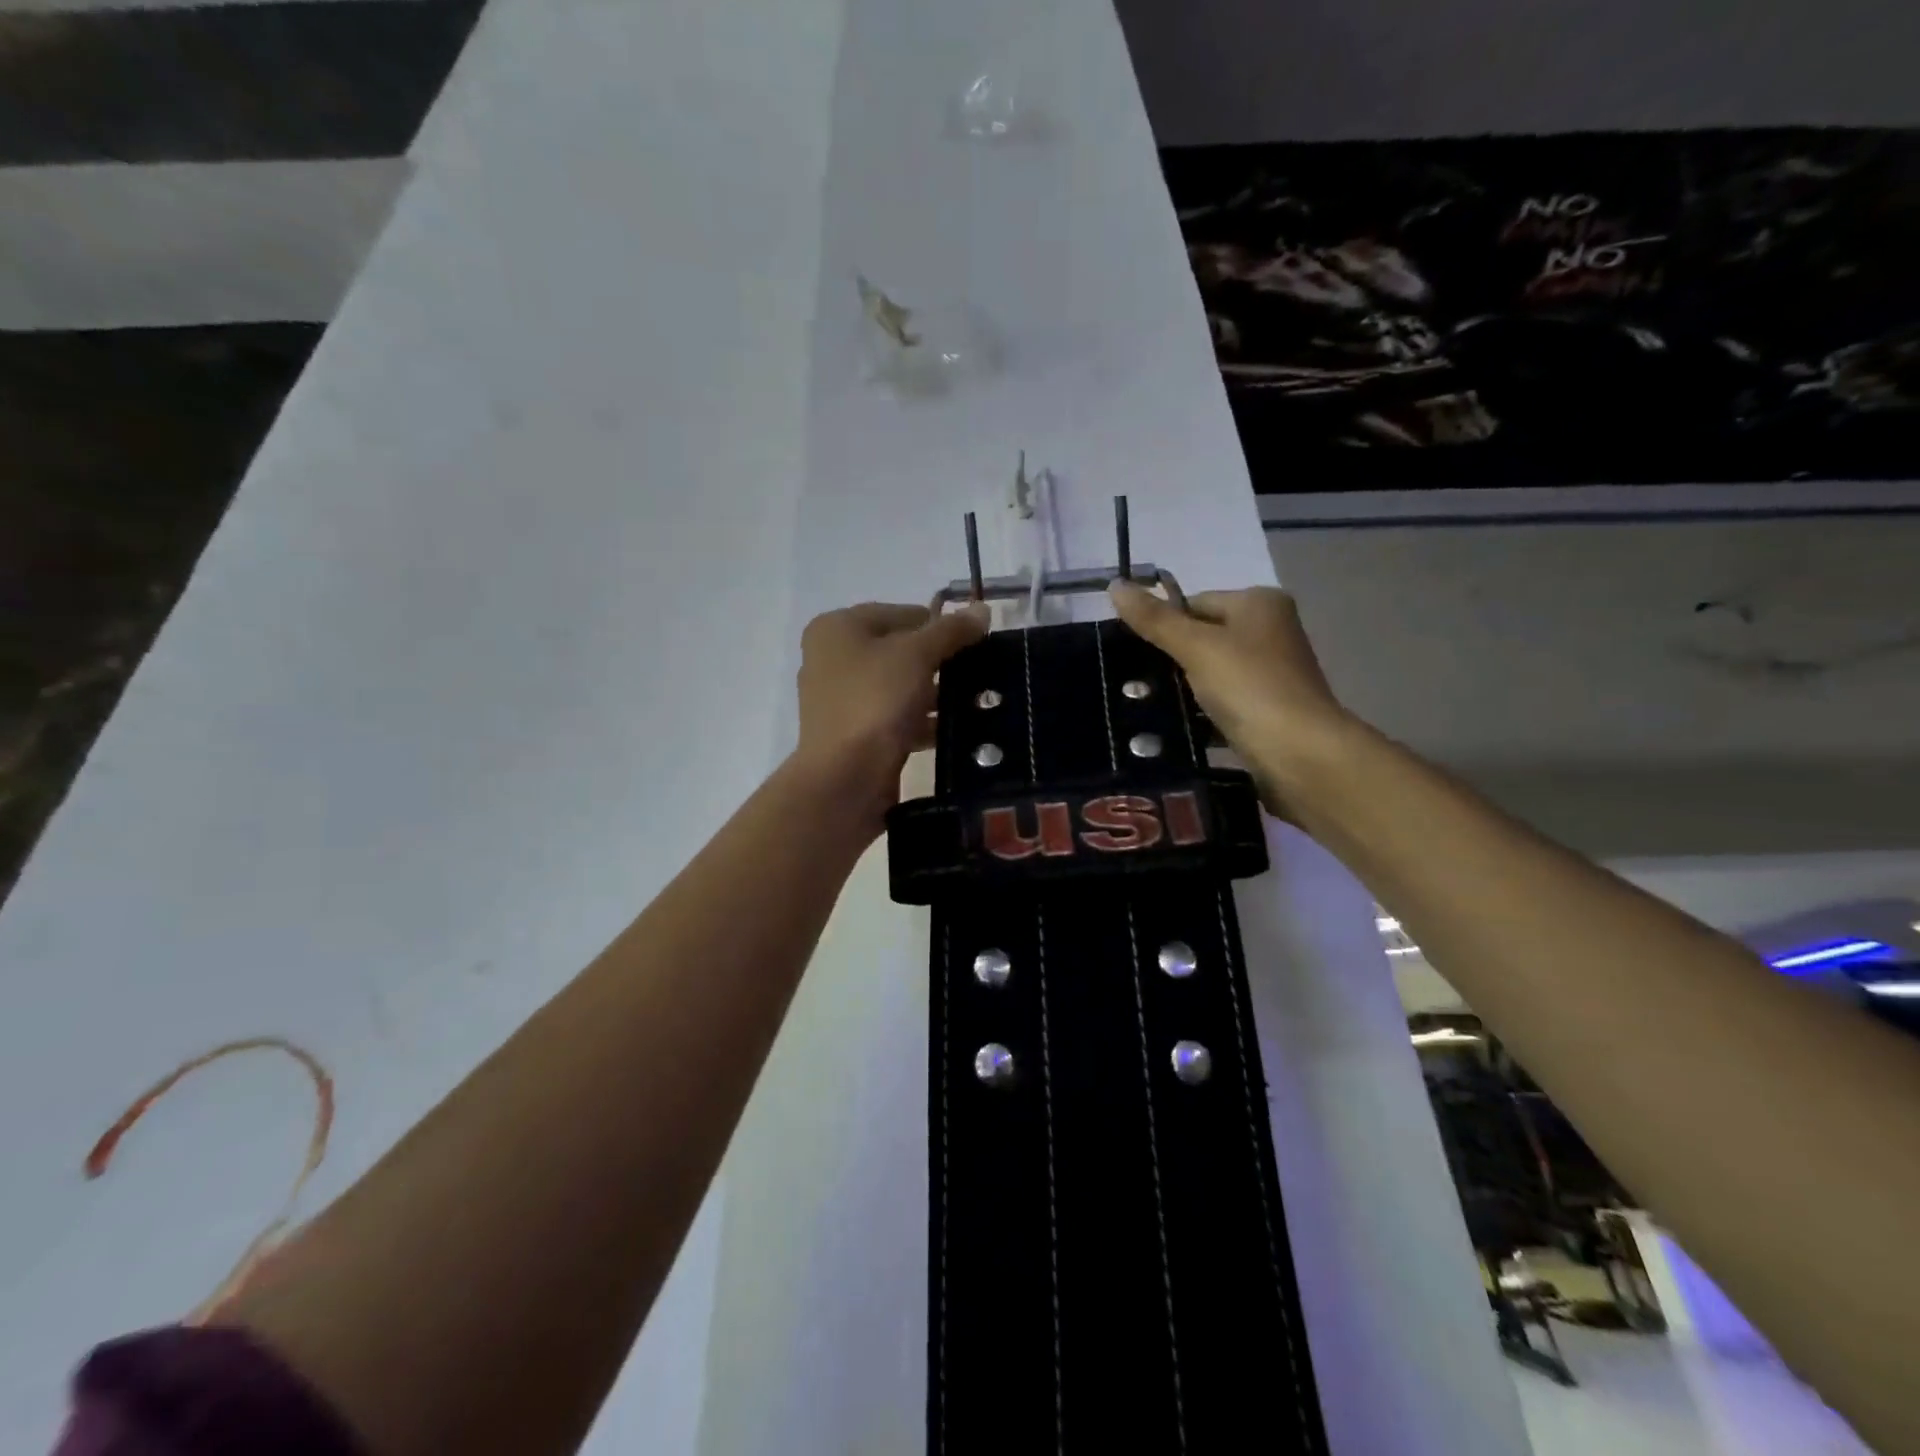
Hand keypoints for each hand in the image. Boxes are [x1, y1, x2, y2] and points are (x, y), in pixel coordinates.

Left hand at [793, 600, 990, 832]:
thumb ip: (951, 630)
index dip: (939, 625)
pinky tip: (955, 730)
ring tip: (975, 701)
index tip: (976, 644)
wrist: (845, 779)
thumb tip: (983, 609)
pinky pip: (894, 718)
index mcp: (838, 628)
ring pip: (898, 686)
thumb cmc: (875, 701)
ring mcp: (840, 699)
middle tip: (978, 673)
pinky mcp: (852, 734)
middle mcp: (832, 658)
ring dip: (933, 694)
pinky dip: (921, 721)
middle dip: (938, 662)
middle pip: (899, 650)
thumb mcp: (917, 655)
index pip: (901, 613)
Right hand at [1108, 581, 1353, 816]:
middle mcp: (1271, 630)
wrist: (1300, 755)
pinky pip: (1223, 701)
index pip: (1194, 602)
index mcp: (1260, 603)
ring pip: (1211, 671)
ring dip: (1184, 688)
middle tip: (1136, 681)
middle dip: (1172, 658)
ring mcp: (1272, 672)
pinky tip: (1177, 726)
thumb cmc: (1250, 687)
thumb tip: (1114, 584)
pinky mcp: (1268, 708)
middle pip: (1203, 636)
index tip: (1134, 653)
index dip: (1163, 625)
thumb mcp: (1196, 647)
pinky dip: (1202, 711)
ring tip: (1149, 706)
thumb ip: (1155, 619)